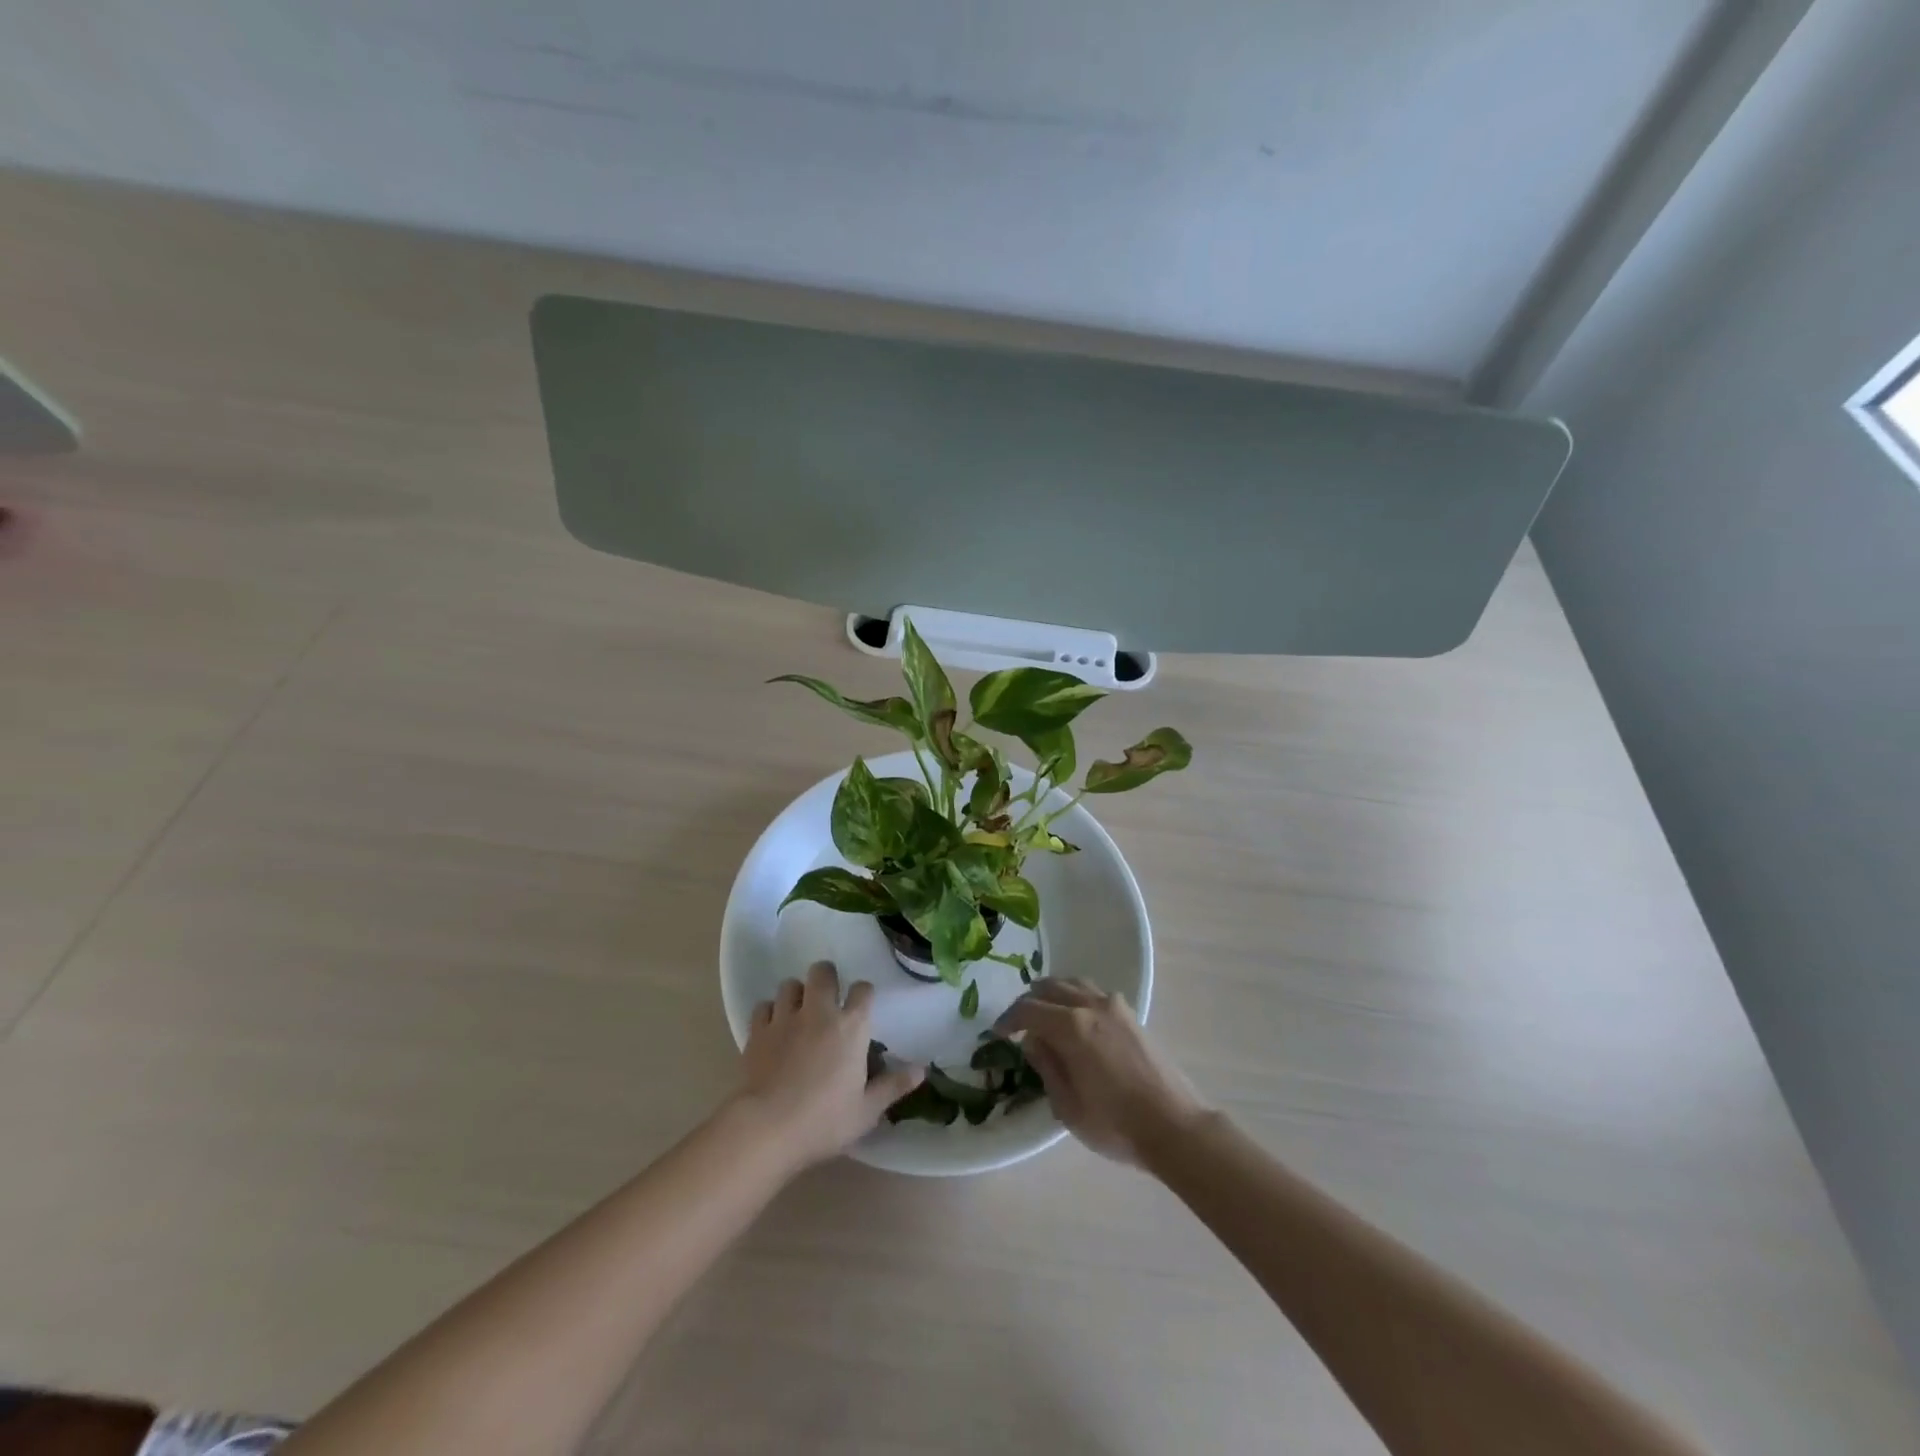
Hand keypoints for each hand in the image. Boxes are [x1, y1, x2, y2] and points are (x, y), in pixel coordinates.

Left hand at [734, 961, 922, 1170]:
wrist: (766, 1128)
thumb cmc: (824, 1120)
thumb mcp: (867, 1111)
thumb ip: (893, 1086)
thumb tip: (921, 1070)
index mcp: (851, 1027)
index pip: (863, 990)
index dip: (864, 994)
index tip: (862, 1007)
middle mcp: (819, 1012)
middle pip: (823, 972)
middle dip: (827, 977)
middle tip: (828, 998)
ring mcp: (785, 1018)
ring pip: (790, 984)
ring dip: (796, 993)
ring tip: (799, 1011)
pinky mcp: (757, 1031)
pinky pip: (764, 1006)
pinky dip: (770, 1012)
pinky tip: (773, 1028)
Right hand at [996, 979, 1209, 1166]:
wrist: (1174, 1127)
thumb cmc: (1115, 1124)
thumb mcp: (1067, 1106)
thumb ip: (1046, 1066)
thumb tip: (1032, 1040)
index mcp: (1071, 1026)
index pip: (1028, 1009)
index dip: (1008, 1019)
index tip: (997, 1033)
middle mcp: (1091, 1005)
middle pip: (1050, 987)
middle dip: (1029, 1002)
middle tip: (1018, 1024)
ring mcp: (1114, 1006)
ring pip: (1073, 983)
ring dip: (1053, 994)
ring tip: (1044, 1015)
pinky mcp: (1131, 1014)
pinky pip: (1093, 992)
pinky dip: (1075, 996)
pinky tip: (1075, 1019)